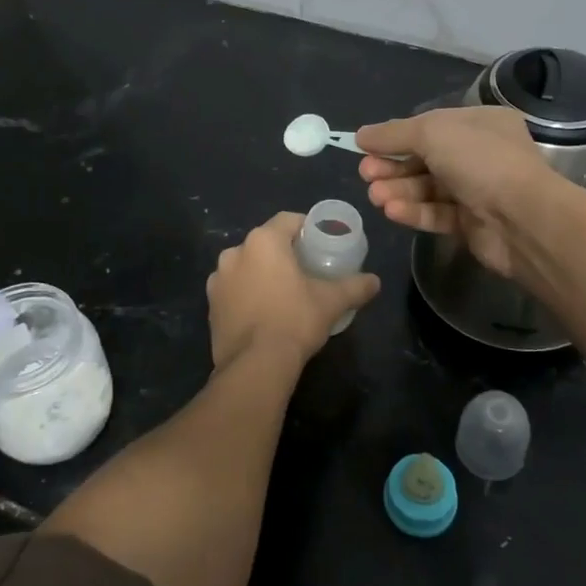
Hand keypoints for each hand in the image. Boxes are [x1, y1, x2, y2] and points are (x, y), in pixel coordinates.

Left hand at [207, 213, 380, 367]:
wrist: (255, 365)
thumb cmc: (295, 320)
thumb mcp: (332, 301)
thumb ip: (355, 286)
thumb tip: (375, 281)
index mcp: (263, 241)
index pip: (287, 220)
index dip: (306, 228)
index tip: (320, 243)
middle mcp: (234, 252)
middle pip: (265, 243)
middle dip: (284, 252)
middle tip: (305, 269)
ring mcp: (218, 279)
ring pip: (246, 266)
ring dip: (262, 273)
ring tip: (283, 293)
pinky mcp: (210, 305)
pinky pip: (234, 289)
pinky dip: (247, 294)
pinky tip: (263, 312)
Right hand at [355, 107, 554, 279]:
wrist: (524, 219)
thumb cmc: (480, 161)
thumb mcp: (432, 132)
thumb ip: (393, 133)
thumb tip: (361, 135)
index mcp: (480, 123)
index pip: (430, 126)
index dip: (397, 136)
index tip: (365, 146)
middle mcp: (481, 154)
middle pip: (426, 158)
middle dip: (393, 166)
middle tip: (366, 174)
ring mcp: (478, 190)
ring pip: (429, 188)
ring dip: (399, 190)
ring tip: (375, 196)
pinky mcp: (472, 224)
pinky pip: (437, 213)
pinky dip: (414, 211)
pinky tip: (392, 211)